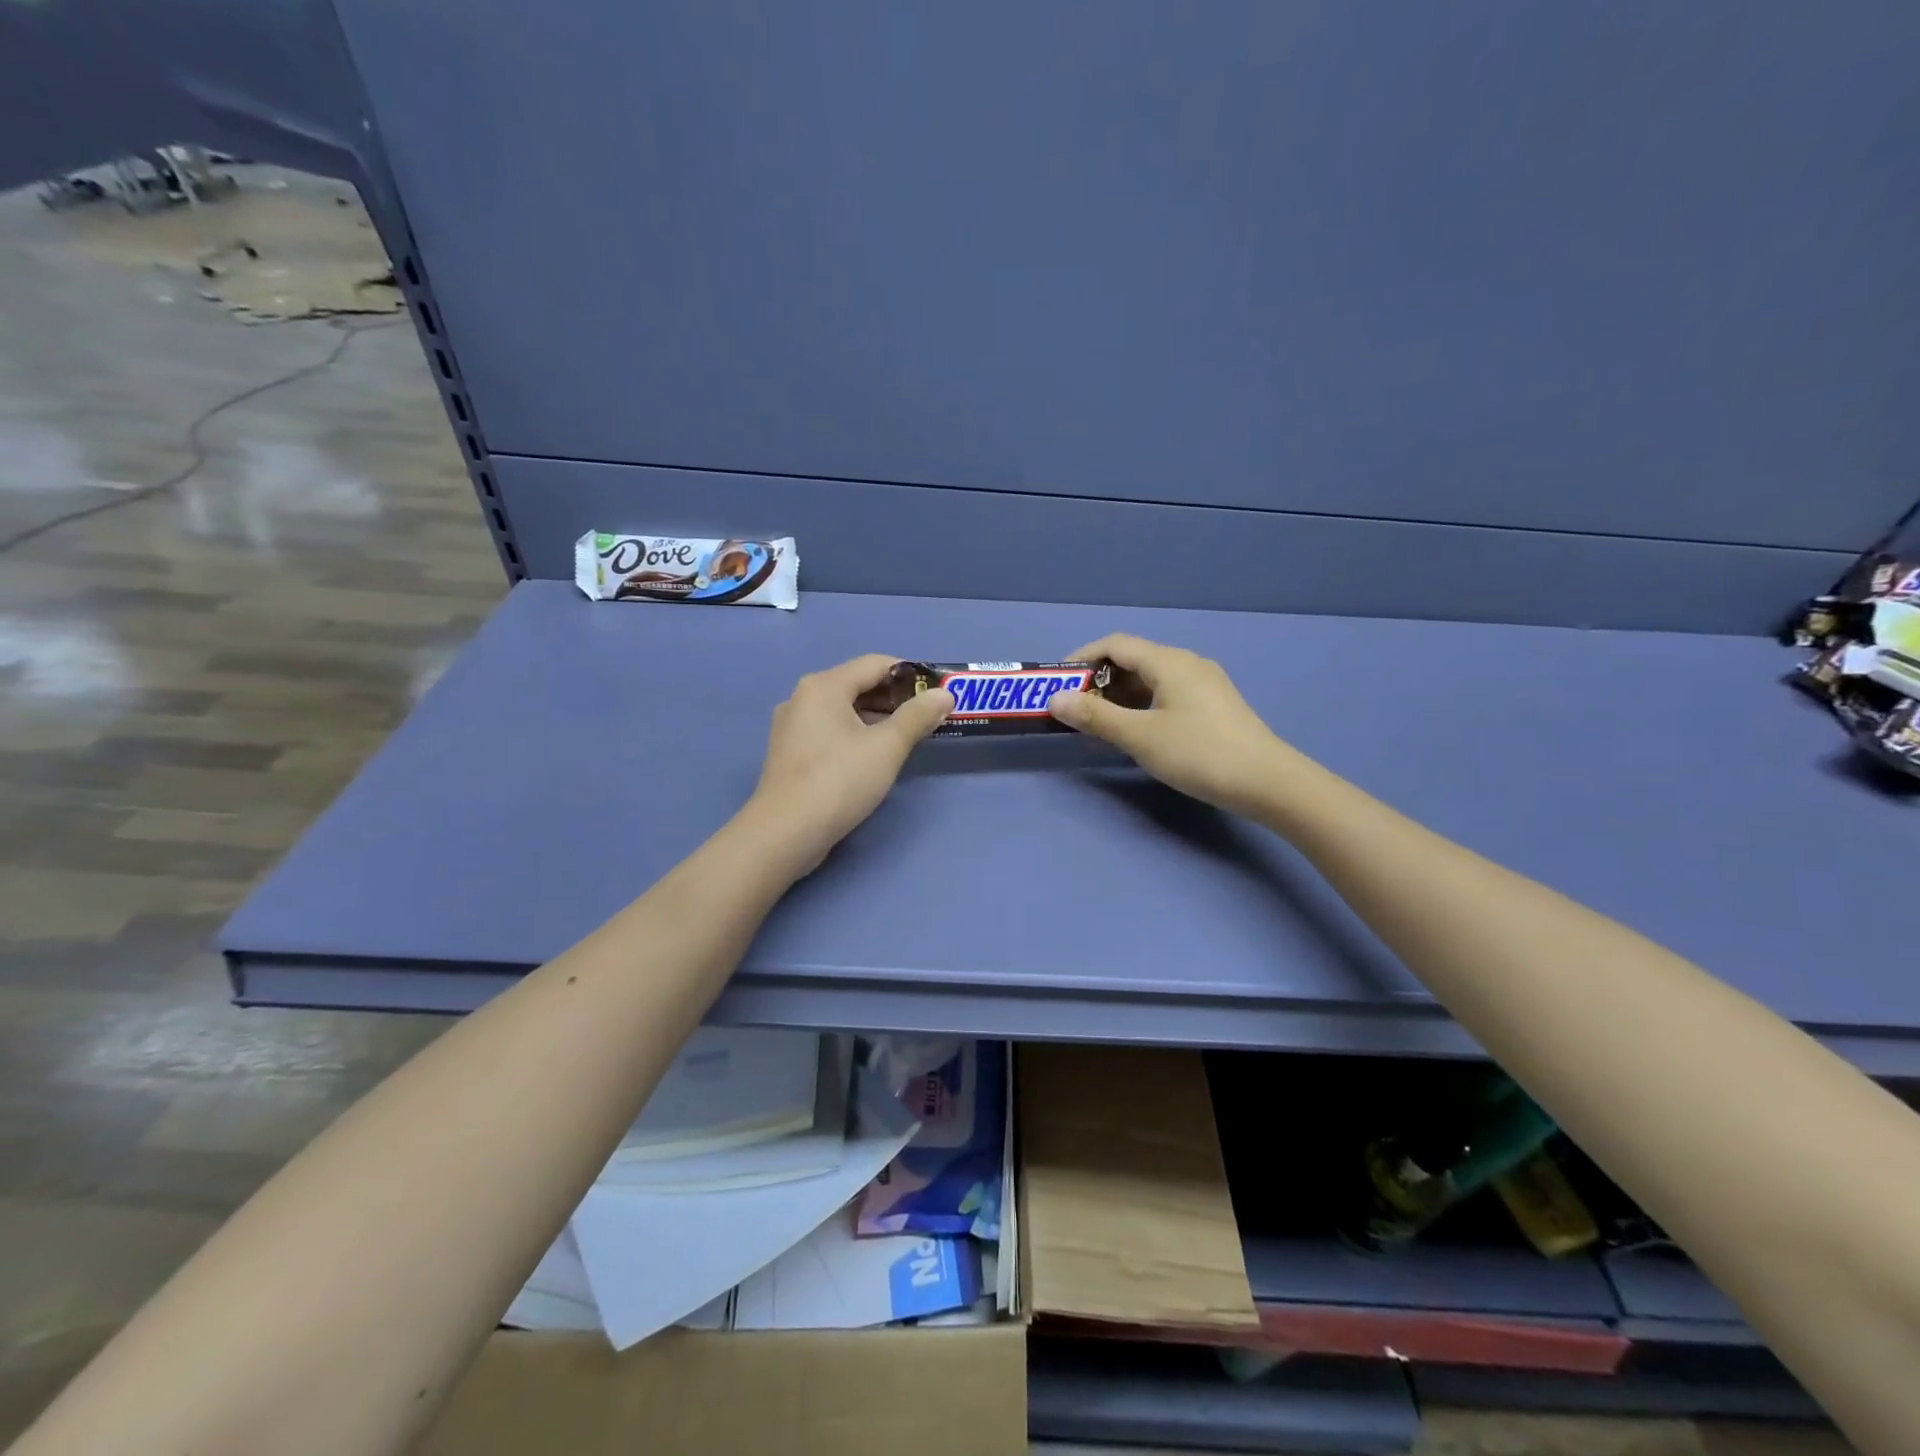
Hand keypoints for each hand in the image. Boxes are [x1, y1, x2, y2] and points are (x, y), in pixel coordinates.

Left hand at [748, 654, 952, 870]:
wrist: (785, 833)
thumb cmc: (839, 782)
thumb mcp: (887, 747)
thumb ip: (918, 716)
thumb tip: (945, 694)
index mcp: (824, 686)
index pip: (875, 664)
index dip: (911, 675)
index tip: (936, 694)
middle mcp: (802, 697)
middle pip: (857, 685)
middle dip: (894, 698)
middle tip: (927, 718)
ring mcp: (791, 726)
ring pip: (843, 710)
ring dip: (876, 718)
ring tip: (906, 738)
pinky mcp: (790, 752)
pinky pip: (829, 730)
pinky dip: (855, 734)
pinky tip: (872, 756)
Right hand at [1047, 634, 1298, 815]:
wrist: (1267, 782)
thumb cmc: (1199, 753)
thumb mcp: (1140, 736)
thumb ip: (1096, 717)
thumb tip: (1056, 700)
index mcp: (1169, 662)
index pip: (1115, 645)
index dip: (1082, 658)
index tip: (1058, 682)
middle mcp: (1187, 664)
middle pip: (1133, 660)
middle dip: (1099, 681)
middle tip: (1075, 709)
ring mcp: (1204, 684)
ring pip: (1150, 679)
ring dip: (1119, 696)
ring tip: (1099, 723)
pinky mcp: (1213, 705)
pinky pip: (1166, 694)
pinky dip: (1141, 705)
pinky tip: (1135, 731)